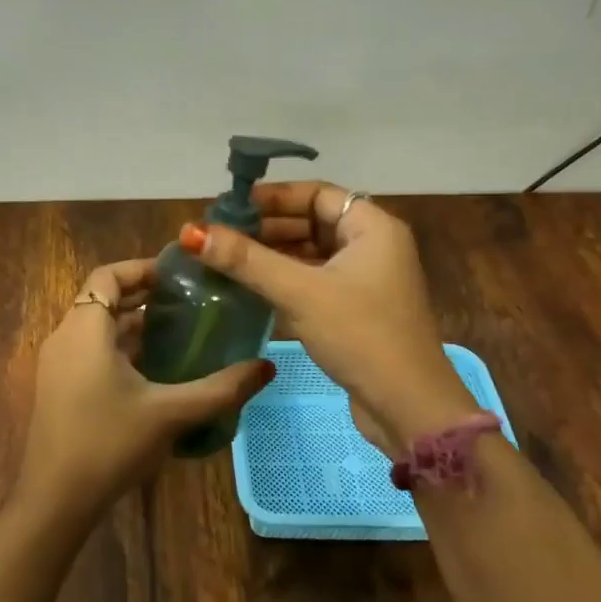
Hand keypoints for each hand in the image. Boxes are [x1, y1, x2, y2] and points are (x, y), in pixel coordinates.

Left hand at [15, 258, 275, 520]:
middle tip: (189, 303)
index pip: (108, 275)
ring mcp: (57, 365)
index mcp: (84, 329)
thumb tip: (266, 368)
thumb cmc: (109, 443)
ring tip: (180, 333)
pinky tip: (155, 371)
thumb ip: (220, 389)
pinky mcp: (58, 389)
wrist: (56, 499)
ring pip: (97, 329)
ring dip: (133, 326)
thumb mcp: (170, 413)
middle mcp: (64, 338)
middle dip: (144, 297)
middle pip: (103, 299)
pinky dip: (120, 350)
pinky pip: (90, 352)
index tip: (179, 276)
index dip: (142, 269)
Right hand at [180, 183, 476, 453]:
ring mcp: (365, 281)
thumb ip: (246, 261)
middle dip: (266, 227)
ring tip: (225, 260)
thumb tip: (191, 233)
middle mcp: (372, 247)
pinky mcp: (355, 310)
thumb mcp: (300, 293)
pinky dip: (283, 280)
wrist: (409, 407)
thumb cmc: (361, 336)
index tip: (229, 208)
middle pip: (311, 222)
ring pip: (310, 254)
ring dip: (271, 255)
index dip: (272, 197)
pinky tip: (250, 288)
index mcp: (372, 228)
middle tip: (219, 236)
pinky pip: (313, 281)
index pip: (316, 194)